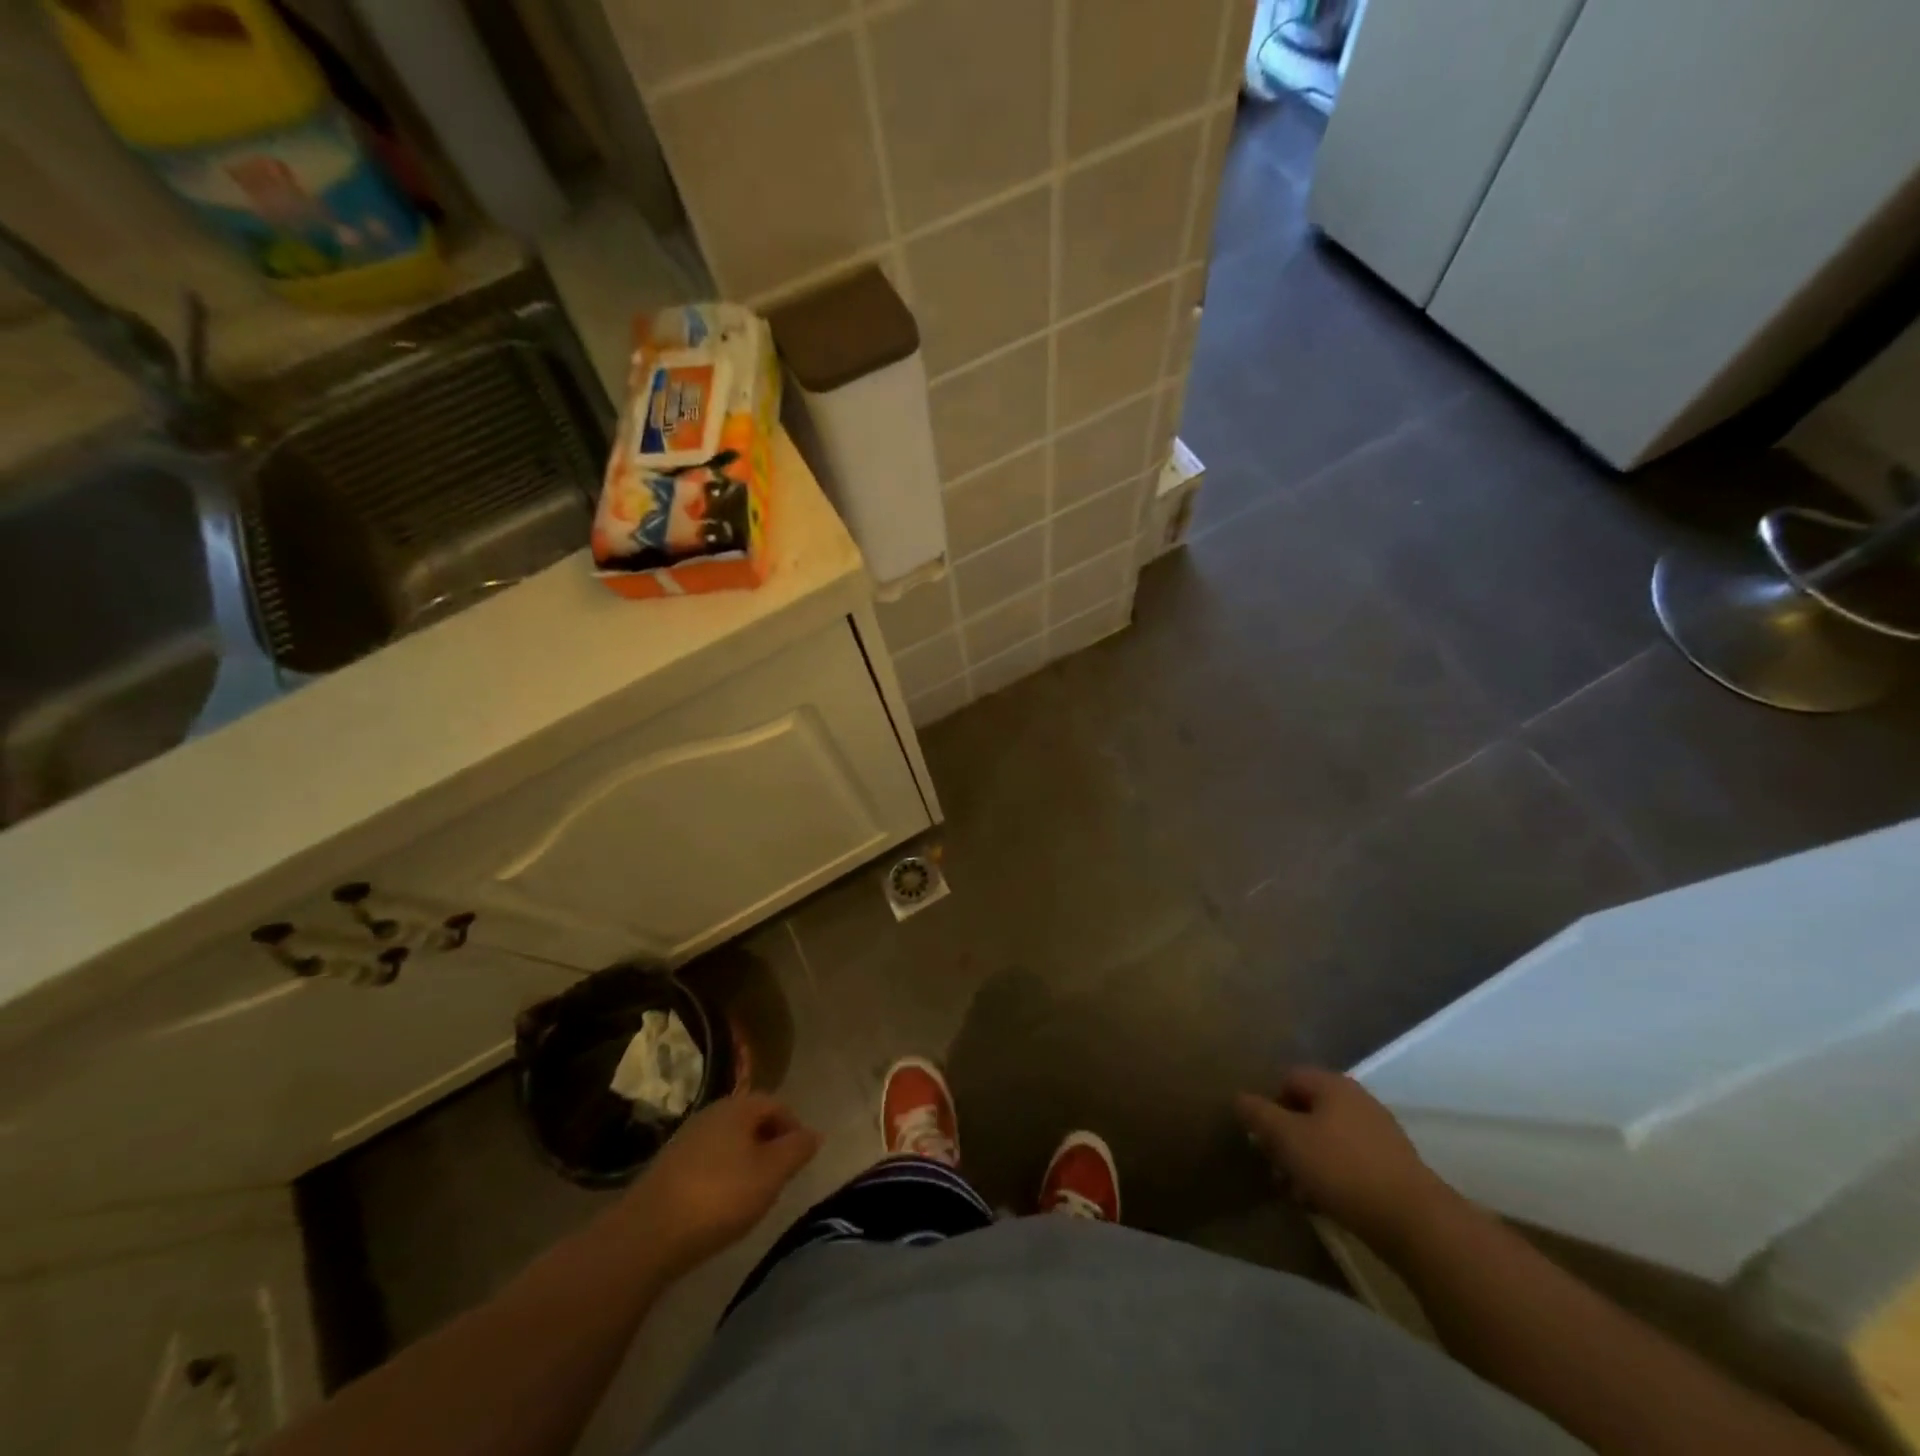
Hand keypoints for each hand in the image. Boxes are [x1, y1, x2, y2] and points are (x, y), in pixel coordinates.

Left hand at [623, 1091, 820, 1270]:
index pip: (776, 1104)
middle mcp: (712, 1113)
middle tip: (780, 1177)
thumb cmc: (720, 1196)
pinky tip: (721, 1204)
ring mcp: (687, 1138)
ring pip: (729, 1141)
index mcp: (739, 1107)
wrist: (649, 1232)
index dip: (793, 1128)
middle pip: (751, 1121)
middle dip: (770, 1143)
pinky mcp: (669, 1166)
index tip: (801, 1159)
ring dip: (746, 1160)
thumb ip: (797, 1150)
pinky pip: (708, 1160)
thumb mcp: (771, 1174)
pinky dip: (722, 1174)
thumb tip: (814, 1133)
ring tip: (753, 1193)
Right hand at [1235, 1068, 1454, 1250]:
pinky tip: (1324, 1202)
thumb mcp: (1287, 1139)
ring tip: (1297, 1193)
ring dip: (1306, 1160)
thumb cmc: (1341, 1168)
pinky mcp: (1393, 1165)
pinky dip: (1332, 1174)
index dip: (1268, 1104)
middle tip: (1275, 1168)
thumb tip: (1239, 1097)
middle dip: (1286, 1137)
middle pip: (1307, 1109)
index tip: (1261, 1137)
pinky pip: (1350, 1160)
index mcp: (1332, 1084)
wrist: (1415, 1221)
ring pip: (1327, 1137)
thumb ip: (1259, 1114)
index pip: (1287, 1078)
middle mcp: (1356, 1099)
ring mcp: (1379, 1132)